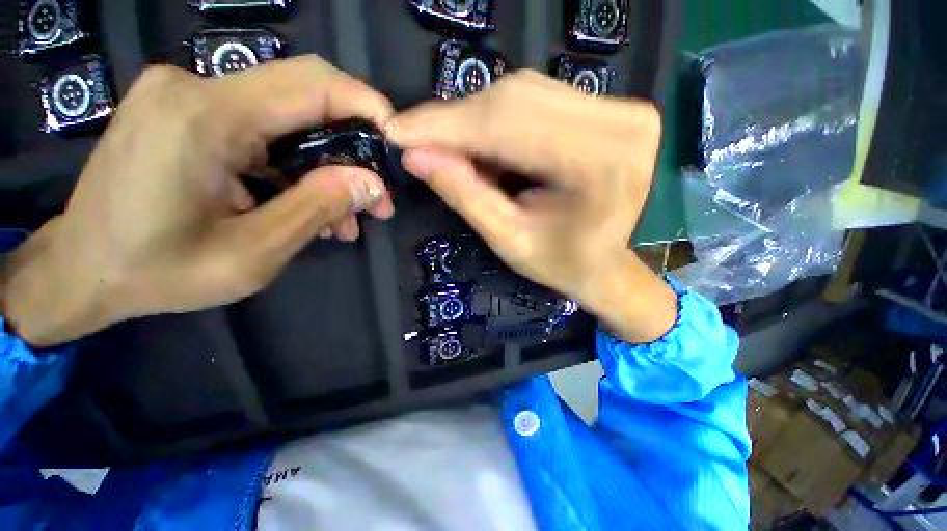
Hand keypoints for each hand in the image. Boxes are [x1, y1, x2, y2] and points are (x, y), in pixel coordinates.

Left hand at [3, 56, 394, 346]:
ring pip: (288, 120)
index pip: (311, 84)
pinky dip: (296, 167)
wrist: (81, 271)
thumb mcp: (251, 254)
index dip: (366, 106)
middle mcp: (194, 89)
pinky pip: (262, 132)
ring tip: (346, 217)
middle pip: (303, 98)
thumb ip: (317, 209)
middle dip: (353, 147)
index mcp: (204, 116)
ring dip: (326, 167)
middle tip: (377, 198)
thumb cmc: (155, 273)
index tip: (397, 140)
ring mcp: (188, 98)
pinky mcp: (187, 114)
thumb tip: (372, 184)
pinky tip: (308, 205)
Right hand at [388, 71, 676, 342]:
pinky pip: (537, 100)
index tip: (398, 130)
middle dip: (457, 122)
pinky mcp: (611, 109)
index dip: (446, 125)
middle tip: (419, 142)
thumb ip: (464, 195)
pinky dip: (499, 119)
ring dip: (475, 119)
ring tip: (449, 149)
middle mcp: (620, 123)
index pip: (508, 125)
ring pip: (522, 93)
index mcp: (601, 165)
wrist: (605, 264)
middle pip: (514, 99)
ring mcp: (620, 110)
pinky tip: (482, 144)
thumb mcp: (508, 239)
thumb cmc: (561, 264)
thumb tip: (414, 155)